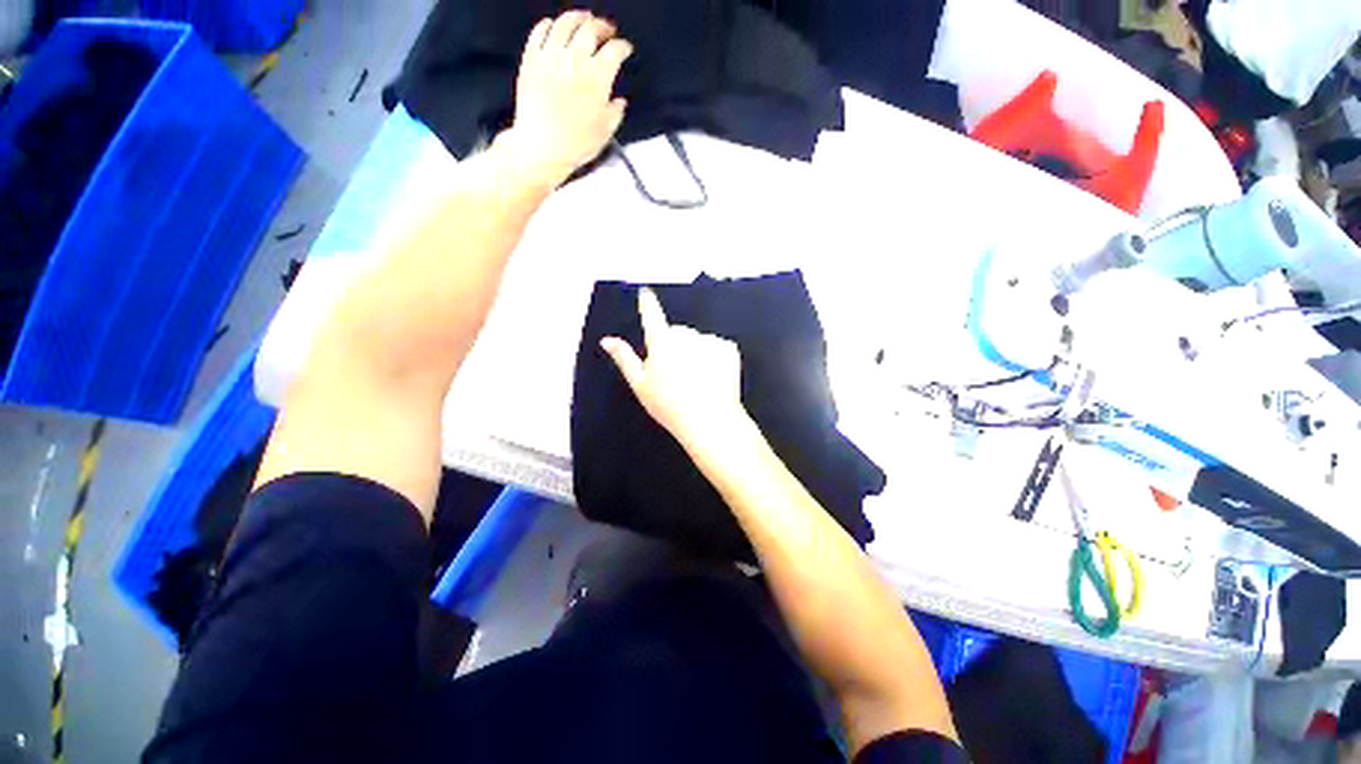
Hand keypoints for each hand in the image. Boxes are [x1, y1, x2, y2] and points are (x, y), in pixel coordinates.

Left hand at [500, 11, 632, 185]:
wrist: (541, 147)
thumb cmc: (575, 144)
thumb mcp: (605, 132)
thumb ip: (615, 112)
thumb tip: (619, 101)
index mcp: (598, 78)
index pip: (615, 51)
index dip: (623, 47)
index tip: (625, 49)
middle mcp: (575, 60)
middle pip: (591, 29)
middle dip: (603, 26)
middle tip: (606, 30)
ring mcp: (551, 56)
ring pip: (566, 23)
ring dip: (578, 17)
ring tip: (583, 18)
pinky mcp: (531, 59)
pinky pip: (540, 32)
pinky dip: (549, 24)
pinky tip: (553, 26)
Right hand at [602, 289, 749, 450]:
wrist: (709, 421)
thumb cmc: (669, 405)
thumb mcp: (640, 385)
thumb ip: (624, 358)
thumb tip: (607, 340)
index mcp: (661, 342)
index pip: (652, 315)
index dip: (647, 304)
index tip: (645, 293)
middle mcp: (686, 335)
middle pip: (678, 332)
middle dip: (675, 345)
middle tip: (675, 373)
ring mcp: (709, 341)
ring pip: (698, 340)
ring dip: (695, 352)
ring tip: (695, 379)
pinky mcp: (728, 348)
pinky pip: (717, 347)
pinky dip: (715, 358)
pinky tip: (712, 377)